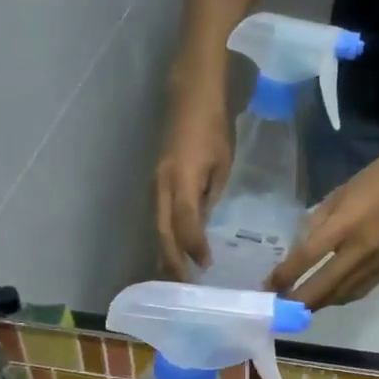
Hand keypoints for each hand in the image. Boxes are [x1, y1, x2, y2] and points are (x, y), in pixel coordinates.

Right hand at [154, 86, 231, 275]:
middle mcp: (162, 186)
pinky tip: (172, 251)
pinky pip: (158, 217)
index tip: (205, 266)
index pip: (185, 223)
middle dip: (171, 260)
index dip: (194, 246)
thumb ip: (211, 196)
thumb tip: (203, 226)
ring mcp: (155, 184)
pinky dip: (165, 237)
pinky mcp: (156, 183)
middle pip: (163, 231)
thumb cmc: (213, 126)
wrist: (190, 93)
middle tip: (182, 285)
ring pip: (157, 227)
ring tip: (174, 277)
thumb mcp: (222, 163)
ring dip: (165, 253)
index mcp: (182, 179)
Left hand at [268, 144, 378, 307]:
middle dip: (299, 301)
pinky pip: (361, 291)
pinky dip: (341, 297)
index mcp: (345, 225)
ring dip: (320, 303)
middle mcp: (362, 249)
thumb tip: (300, 253)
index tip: (268, 288)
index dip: (285, 276)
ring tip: (302, 306)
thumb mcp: (337, 195)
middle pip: (324, 287)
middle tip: (281, 308)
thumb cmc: (374, 180)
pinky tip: (330, 297)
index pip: (308, 258)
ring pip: (343, 295)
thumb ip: (317, 225)